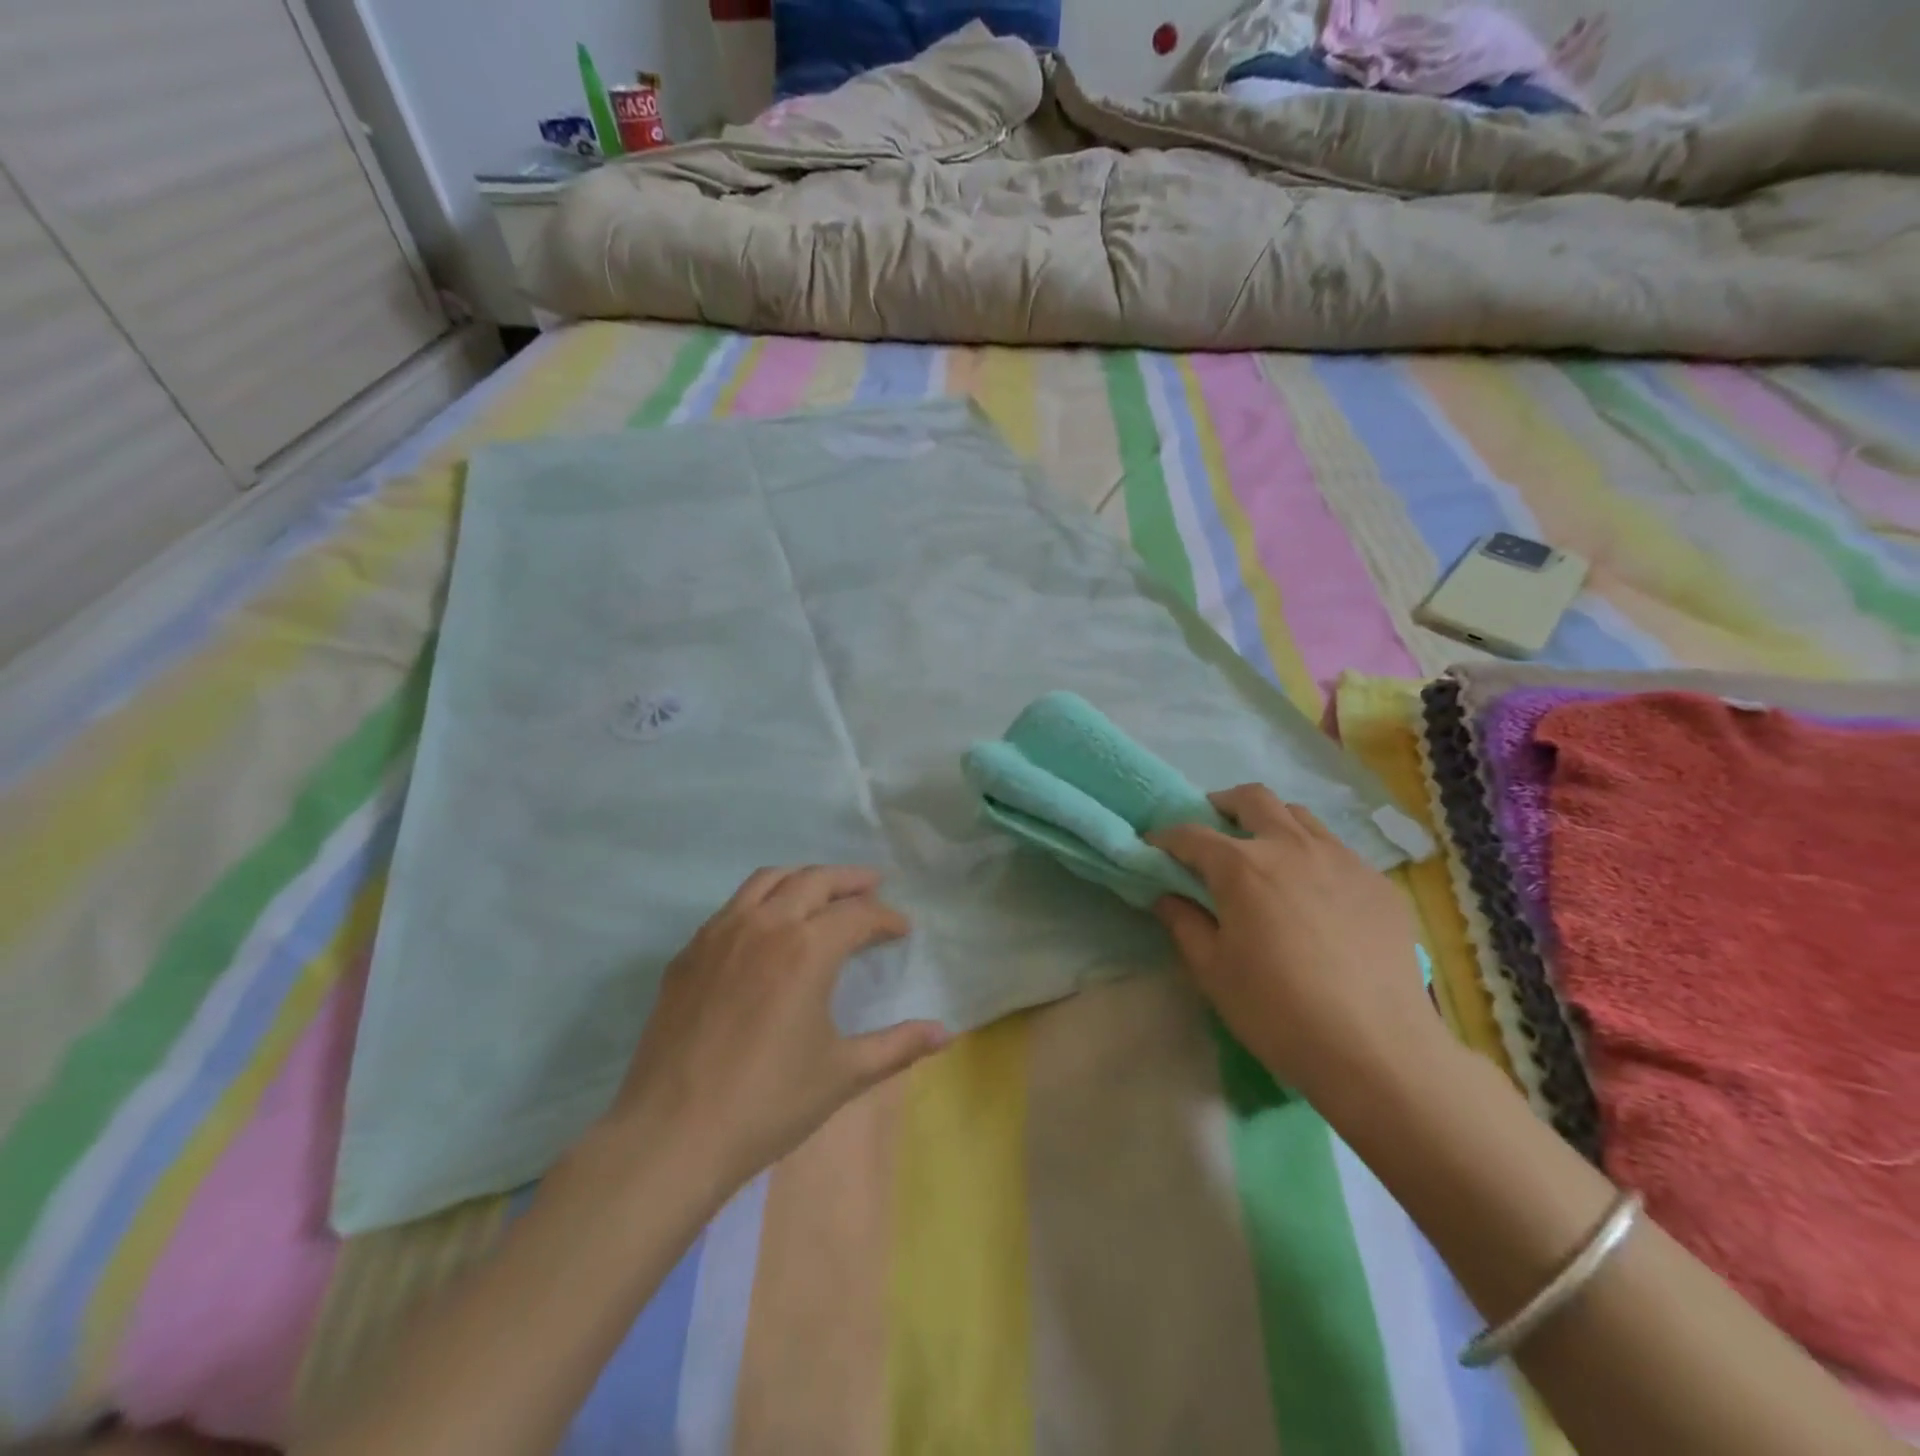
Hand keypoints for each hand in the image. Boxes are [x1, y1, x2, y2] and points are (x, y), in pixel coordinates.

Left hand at [601, 867, 946, 1196]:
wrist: (671, 1135)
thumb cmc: (767, 1104)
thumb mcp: (843, 1074)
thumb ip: (898, 1046)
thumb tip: (946, 1033)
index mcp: (807, 949)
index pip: (858, 914)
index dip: (887, 918)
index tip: (903, 930)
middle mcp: (764, 925)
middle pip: (815, 879)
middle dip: (850, 879)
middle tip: (873, 885)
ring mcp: (719, 933)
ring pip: (768, 880)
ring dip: (803, 877)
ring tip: (823, 891)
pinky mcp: (688, 953)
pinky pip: (732, 906)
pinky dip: (762, 900)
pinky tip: (767, 929)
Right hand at [1150, 785, 1447, 1102]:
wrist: (1377, 1050)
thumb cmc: (1277, 1011)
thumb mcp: (1213, 971)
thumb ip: (1184, 923)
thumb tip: (1167, 895)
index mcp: (1242, 867)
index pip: (1192, 835)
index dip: (1165, 838)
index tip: (1153, 848)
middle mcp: (1292, 847)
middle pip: (1252, 799)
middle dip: (1223, 805)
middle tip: (1213, 831)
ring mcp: (1342, 860)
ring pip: (1300, 816)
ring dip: (1271, 822)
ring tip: (1263, 853)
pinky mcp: (1378, 884)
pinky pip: (1337, 850)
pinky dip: (1312, 854)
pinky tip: (1313, 894)